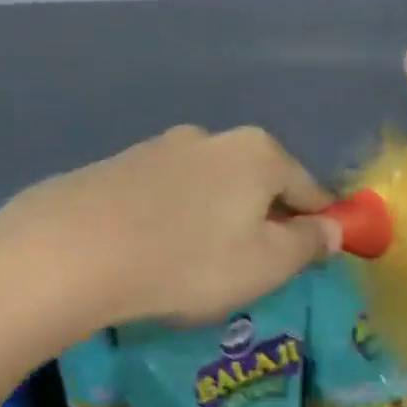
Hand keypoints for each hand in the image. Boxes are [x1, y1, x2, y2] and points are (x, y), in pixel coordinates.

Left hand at [0, 125, 339, 336]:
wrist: (73, 253)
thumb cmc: (190, 262)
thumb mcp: (267, 264)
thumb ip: (309, 244)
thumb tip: (333, 229)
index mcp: (259, 154)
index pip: (310, 189)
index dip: (321, 224)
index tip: (316, 255)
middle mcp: (213, 138)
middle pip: (258, 184)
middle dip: (266, 221)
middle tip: (256, 268)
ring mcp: (160, 147)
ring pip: (211, 188)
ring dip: (219, 219)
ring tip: (201, 264)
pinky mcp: (119, 166)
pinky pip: (168, 196)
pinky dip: (177, 220)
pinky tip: (159, 251)